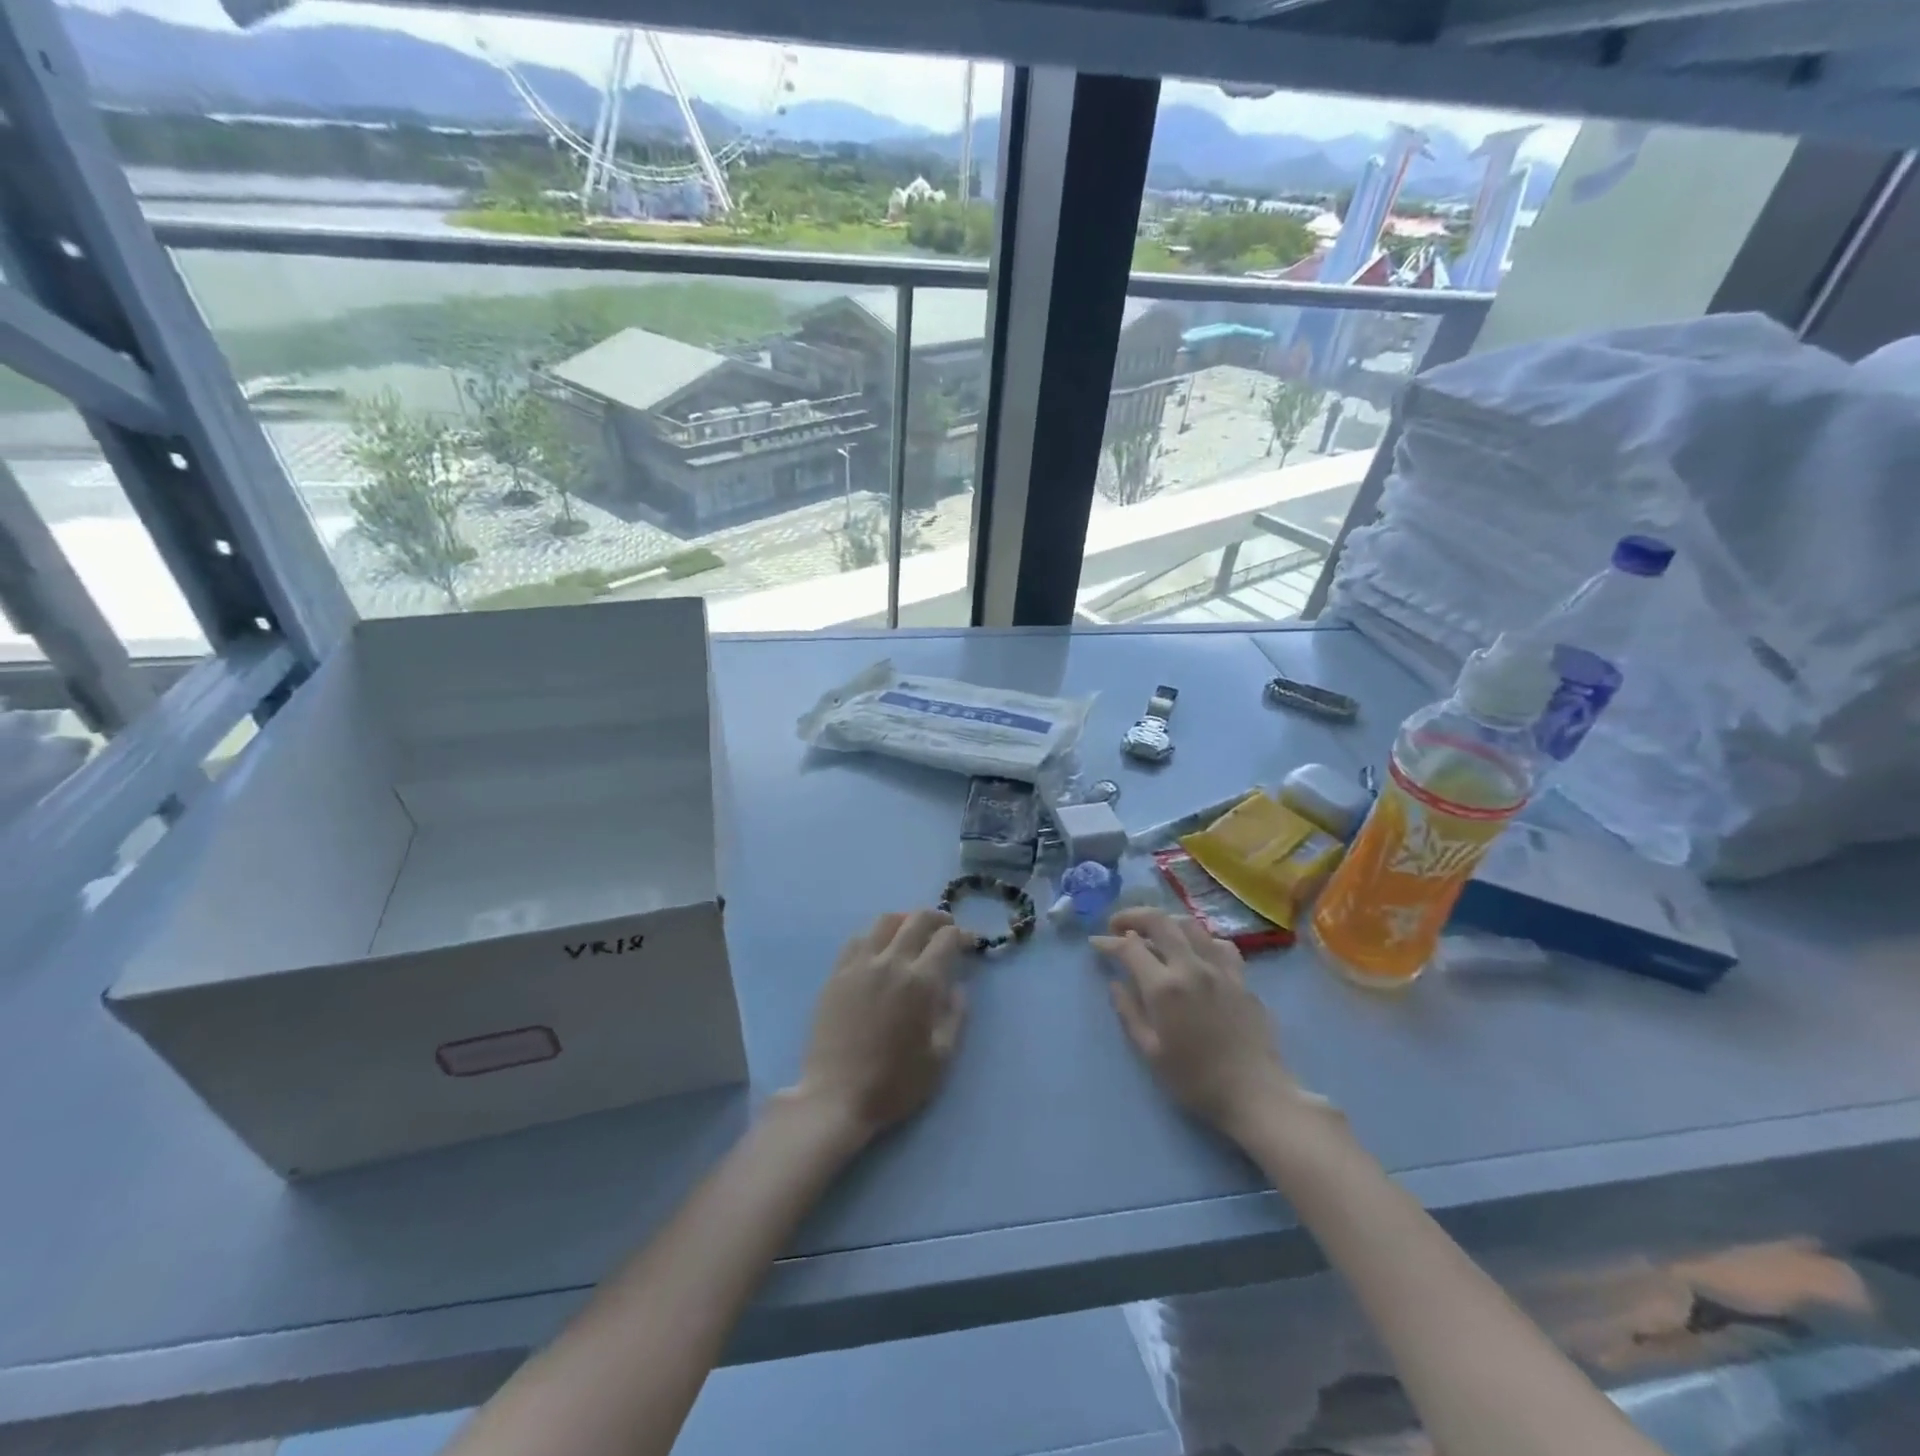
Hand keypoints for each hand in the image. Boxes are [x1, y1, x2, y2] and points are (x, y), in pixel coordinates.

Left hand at [790, 910, 969, 1141]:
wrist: (836, 1098)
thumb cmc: (894, 1084)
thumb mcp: (940, 1058)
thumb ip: (955, 1016)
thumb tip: (959, 987)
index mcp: (920, 982)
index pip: (947, 938)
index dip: (963, 935)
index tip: (970, 943)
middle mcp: (891, 962)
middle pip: (918, 919)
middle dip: (938, 919)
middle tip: (947, 929)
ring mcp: (860, 965)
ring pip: (886, 921)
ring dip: (906, 920)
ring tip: (913, 932)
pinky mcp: (836, 974)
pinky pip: (858, 939)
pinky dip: (876, 935)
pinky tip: (880, 948)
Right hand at [1092, 908, 1297, 1141]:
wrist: (1255, 1094)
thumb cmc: (1195, 1080)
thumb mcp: (1150, 1052)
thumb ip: (1129, 1012)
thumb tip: (1116, 983)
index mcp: (1164, 987)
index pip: (1129, 947)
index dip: (1108, 942)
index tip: (1096, 943)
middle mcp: (1191, 967)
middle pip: (1159, 921)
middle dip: (1133, 916)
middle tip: (1118, 925)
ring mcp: (1220, 968)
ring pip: (1190, 925)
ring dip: (1166, 922)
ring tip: (1154, 934)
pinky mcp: (1241, 978)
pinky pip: (1219, 944)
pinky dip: (1201, 940)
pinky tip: (1196, 952)